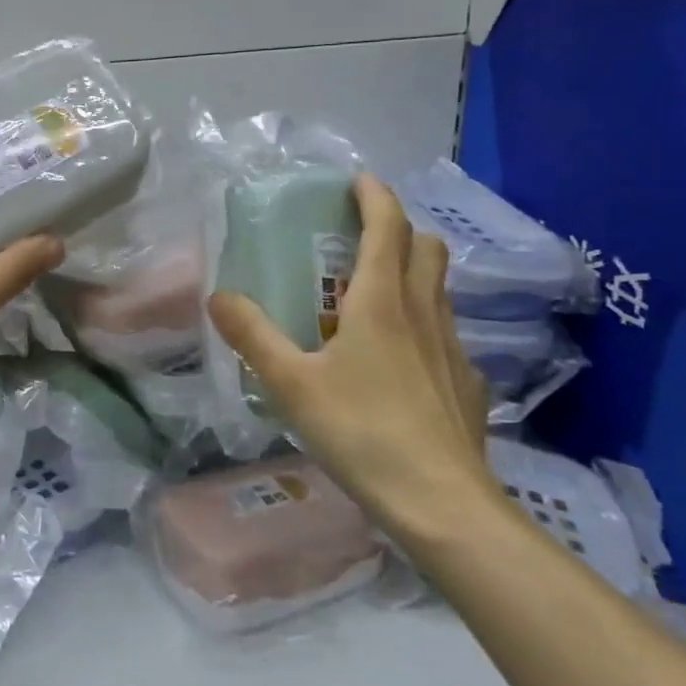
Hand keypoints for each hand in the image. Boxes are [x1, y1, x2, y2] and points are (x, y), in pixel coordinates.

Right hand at [207, 173, 494, 540]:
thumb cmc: (361, 432)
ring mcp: (453, 348)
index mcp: (382, 301)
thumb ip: (252, 336)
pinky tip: (399, 361)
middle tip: (361, 238)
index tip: (356, 180)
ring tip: (372, 295)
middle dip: (399, 229)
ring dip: (412, 273)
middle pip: (426, 248)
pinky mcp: (467, 383)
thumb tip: (218, 296)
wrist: (442, 504)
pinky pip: (446, 333)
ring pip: (438, 289)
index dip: (374, 195)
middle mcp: (424, 312)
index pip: (388, 226)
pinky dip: (423, 324)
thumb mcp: (291, 384)